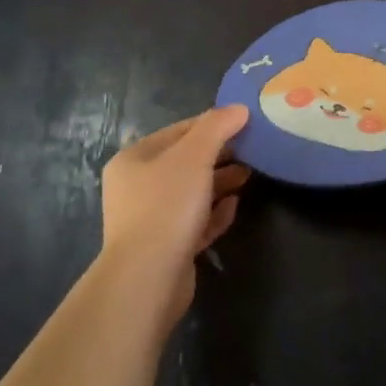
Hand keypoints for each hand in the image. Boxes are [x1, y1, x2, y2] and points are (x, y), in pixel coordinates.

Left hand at [100, 105, 249, 324]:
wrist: (148, 278)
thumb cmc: (167, 205)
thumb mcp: (194, 156)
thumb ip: (217, 127)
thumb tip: (239, 108)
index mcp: (134, 160)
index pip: (178, 131)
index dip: (211, 124)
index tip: (244, 122)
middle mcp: (136, 187)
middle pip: (185, 162)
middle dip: (219, 155)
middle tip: (251, 150)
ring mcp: (150, 220)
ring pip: (191, 192)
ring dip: (220, 182)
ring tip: (248, 175)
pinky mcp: (166, 248)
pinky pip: (194, 222)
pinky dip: (215, 212)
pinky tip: (234, 206)